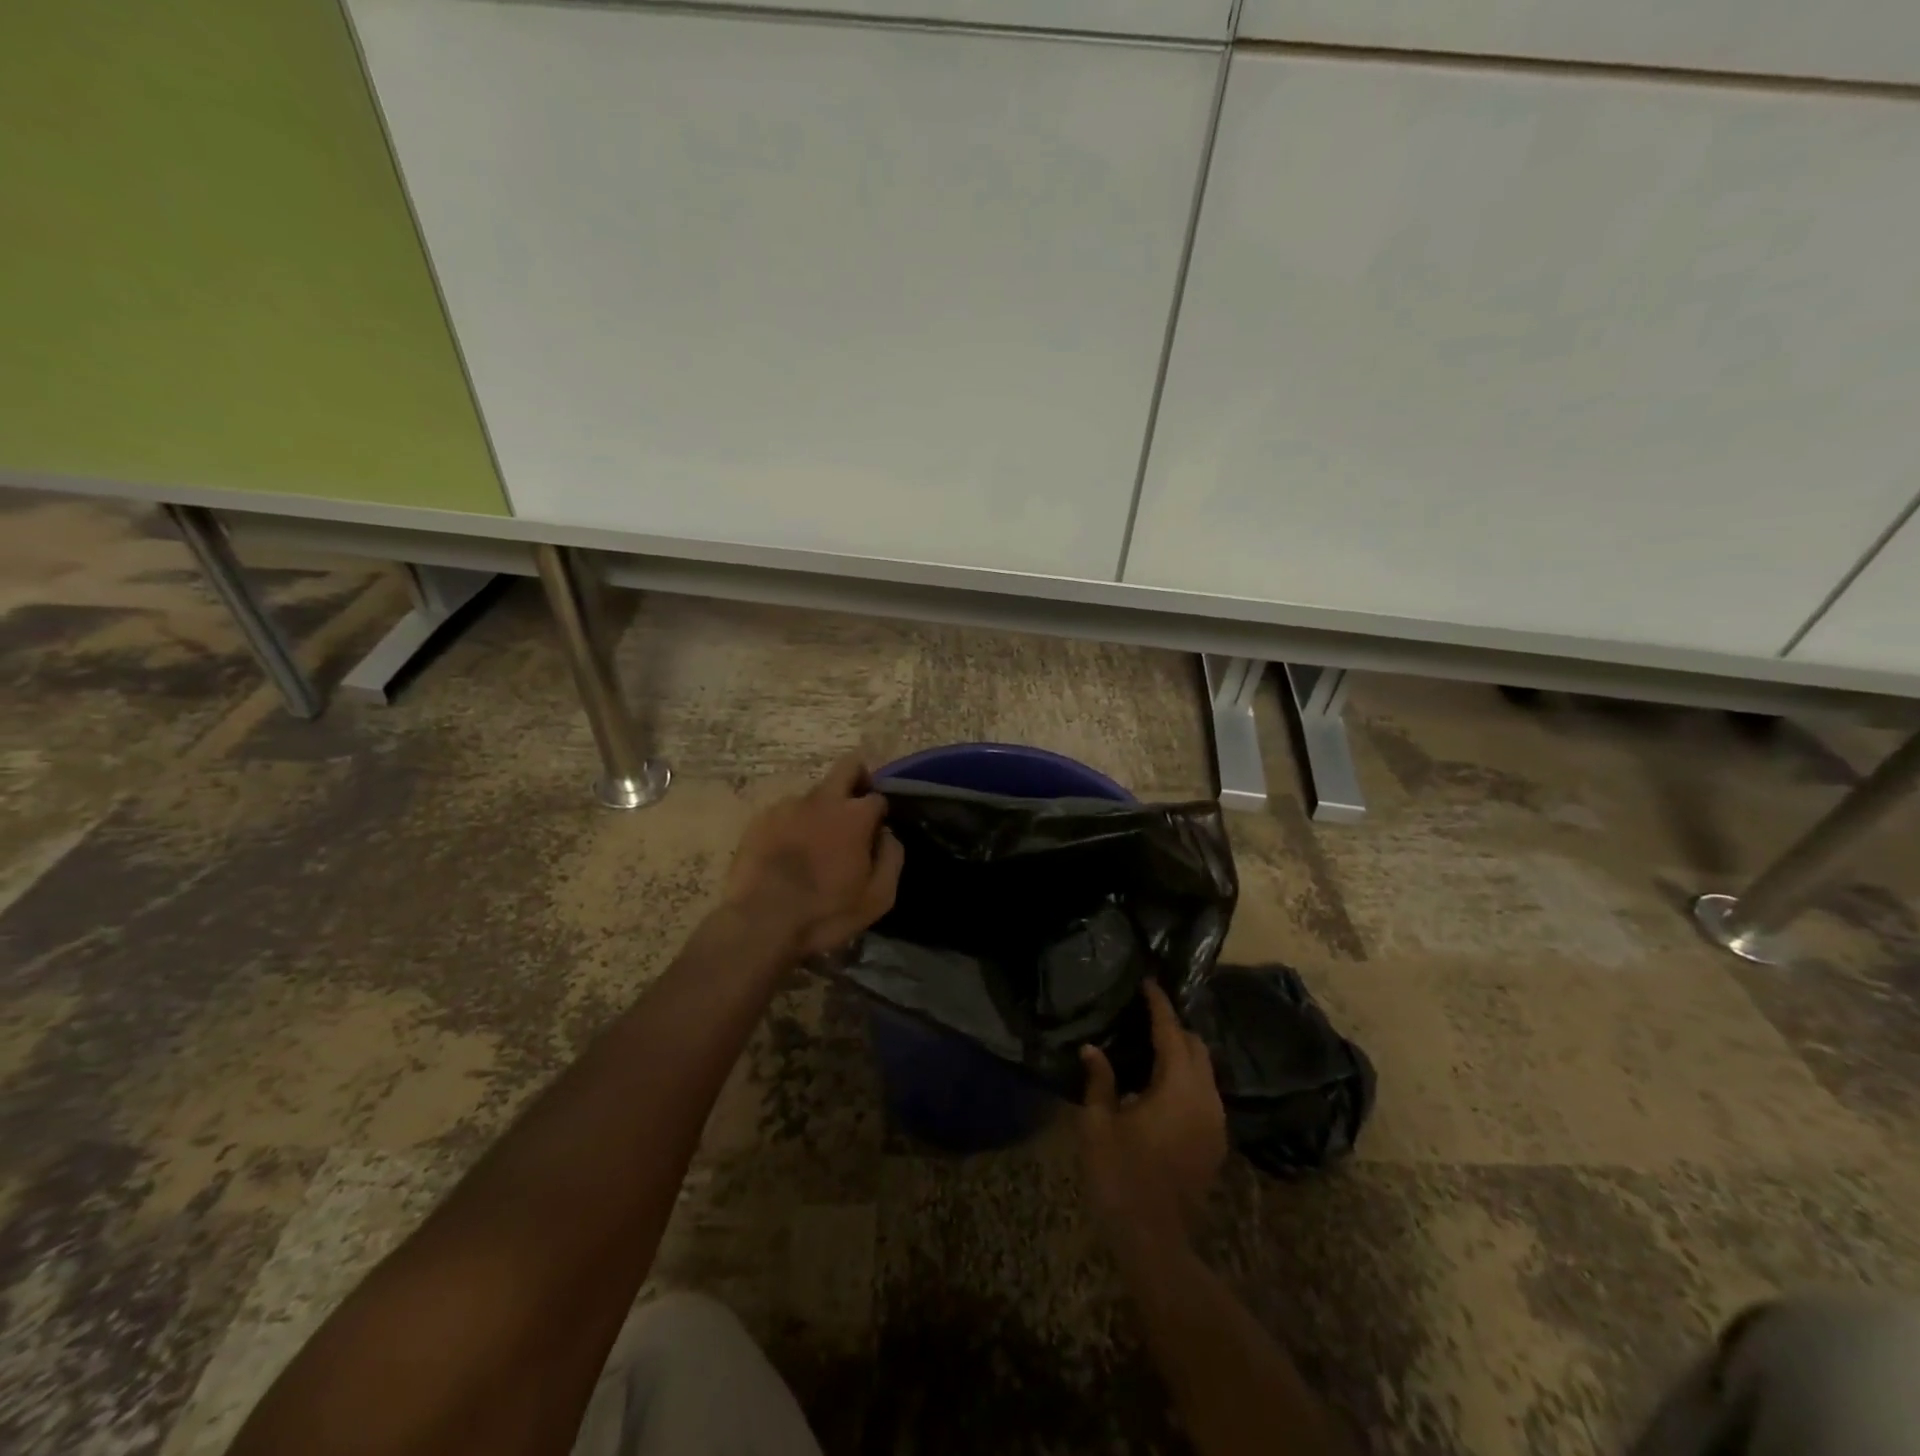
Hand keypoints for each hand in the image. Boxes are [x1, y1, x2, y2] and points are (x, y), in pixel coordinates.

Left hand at [724, 755, 904, 959]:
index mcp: (854, 816)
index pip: (878, 797)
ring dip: (821, 812)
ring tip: (813, 847)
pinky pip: (786, 814)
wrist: (760, 923)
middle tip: (855, 810)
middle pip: (848, 767)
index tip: (875, 834)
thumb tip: (887, 835)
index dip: (880, 814)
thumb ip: (892, 858)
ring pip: (814, 795)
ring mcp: (787, 806)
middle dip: (858, 779)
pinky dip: (792, 827)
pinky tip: (787, 855)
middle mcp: (822, 800)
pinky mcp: (760, 819)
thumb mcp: (878, 897)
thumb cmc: (825, 913)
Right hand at [1079, 980, 1227, 1247]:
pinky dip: (1188, 1078)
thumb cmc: (1120, 1176)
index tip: (1148, 983)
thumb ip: (1099, 1081)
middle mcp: (1205, 1098)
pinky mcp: (1216, 1143)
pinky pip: (1205, 1094)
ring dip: (1183, 1053)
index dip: (1159, 1006)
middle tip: (1145, 1016)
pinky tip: (1162, 1086)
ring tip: (1152, 1046)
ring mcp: (1216, 1123)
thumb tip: (1093, 1049)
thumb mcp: (1098, 1125)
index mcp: (1178, 1087)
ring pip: (1205, 1071)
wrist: (1156, 1243)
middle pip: (1196, 1047)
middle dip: (1174, 1027)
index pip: (1171, 1032)